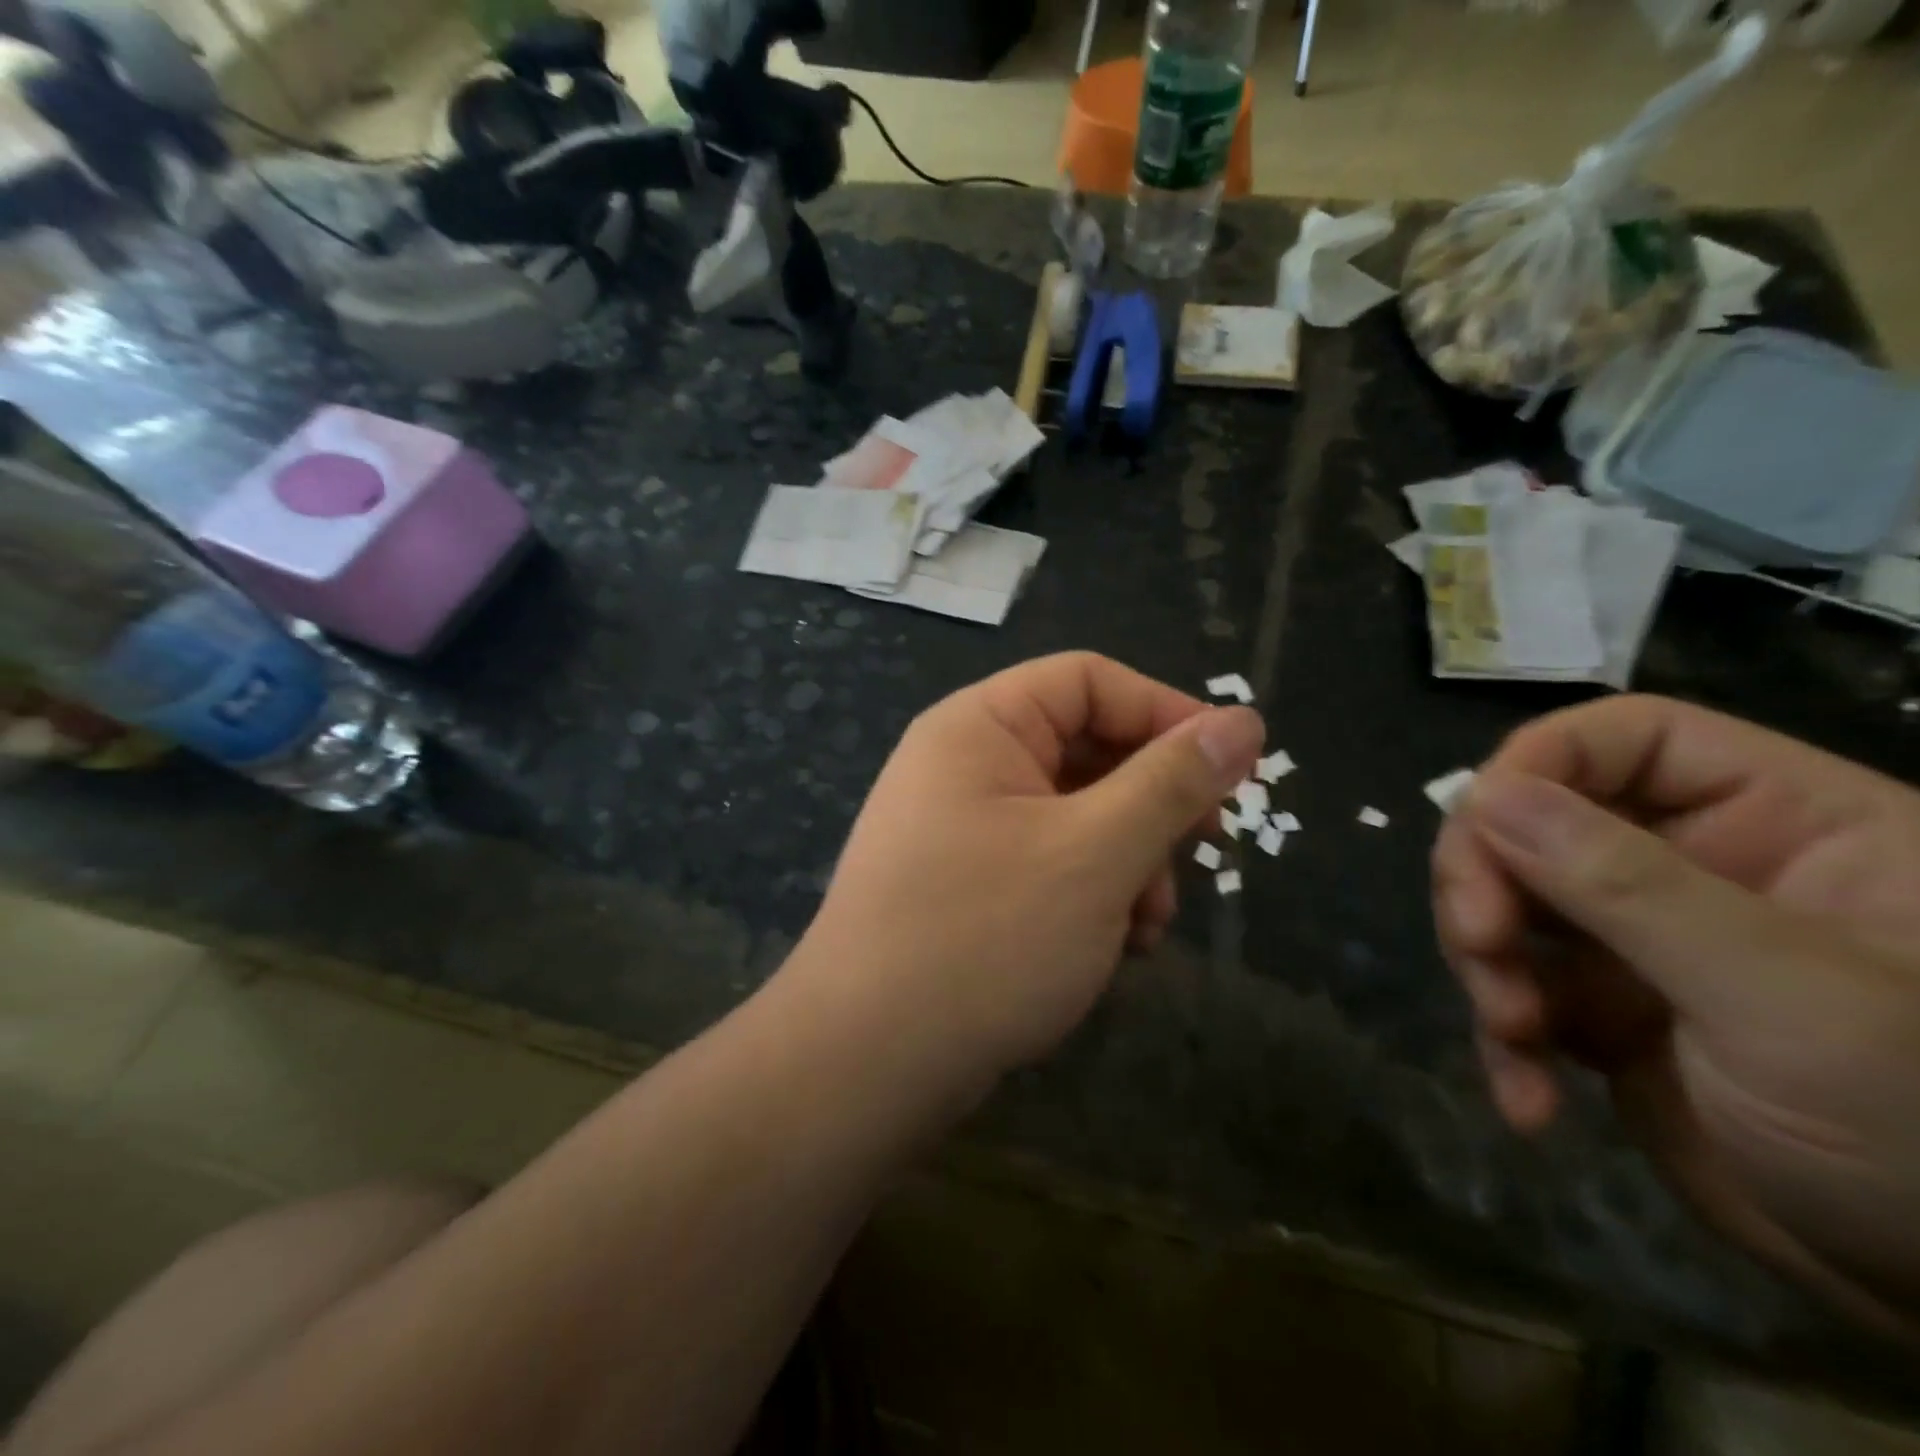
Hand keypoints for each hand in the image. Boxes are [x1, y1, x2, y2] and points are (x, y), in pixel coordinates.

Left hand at [786, 652, 1262, 1096]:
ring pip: (1076, 815)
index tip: (1232, 768)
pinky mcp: (966, 886)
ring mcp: (960, 828)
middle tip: (1201, 852)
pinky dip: (1092, 894)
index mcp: (979, 727)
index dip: (1165, 712)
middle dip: (1150, 805)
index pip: (1088, 681)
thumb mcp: (1095, 853)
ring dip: (1128, 861)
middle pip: (1085, 749)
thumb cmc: (984, 938)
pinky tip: (1115, 947)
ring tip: (1149, 923)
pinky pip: (1048, 864)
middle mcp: (963, 765)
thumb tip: (1243, 720)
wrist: (866, 1064)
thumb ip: (1172, 783)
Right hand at [1432, 694, 1919, 1335]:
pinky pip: (1514, 988)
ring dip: (1485, 965)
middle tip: (1478, 945)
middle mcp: (1696, 865)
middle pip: (1533, 821)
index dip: (1536, 764)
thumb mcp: (1783, 998)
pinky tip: (1528, 1100)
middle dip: (1486, 882)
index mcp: (1777, 822)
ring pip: (1504, 902)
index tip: (1477, 826)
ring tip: (1513, 1036)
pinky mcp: (1603, 1009)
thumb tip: (1482, 794)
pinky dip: (1503, 1040)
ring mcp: (1640, 939)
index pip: (1623, 739)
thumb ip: (1627, 885)